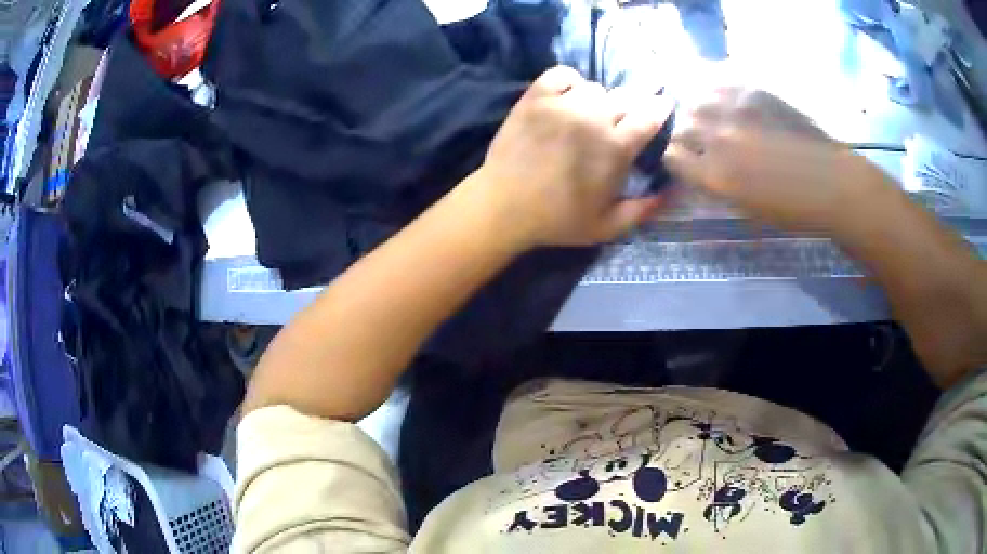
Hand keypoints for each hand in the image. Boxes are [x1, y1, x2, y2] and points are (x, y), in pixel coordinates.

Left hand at [475, 66, 673, 247]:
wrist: (504, 206)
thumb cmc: (558, 219)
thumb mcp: (608, 226)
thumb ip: (643, 210)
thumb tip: (672, 192)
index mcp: (616, 148)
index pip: (649, 116)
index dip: (659, 108)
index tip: (663, 105)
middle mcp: (593, 118)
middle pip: (625, 97)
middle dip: (631, 106)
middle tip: (622, 119)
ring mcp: (562, 104)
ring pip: (595, 87)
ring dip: (599, 100)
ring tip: (590, 114)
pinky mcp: (535, 97)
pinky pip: (562, 74)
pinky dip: (569, 82)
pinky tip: (568, 97)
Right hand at [664, 88, 885, 232]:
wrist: (832, 183)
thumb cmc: (794, 209)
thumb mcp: (748, 209)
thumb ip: (718, 185)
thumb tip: (701, 168)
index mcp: (717, 177)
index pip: (672, 156)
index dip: (674, 156)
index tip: (682, 158)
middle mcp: (720, 139)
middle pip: (681, 125)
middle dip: (684, 132)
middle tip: (698, 137)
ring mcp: (737, 111)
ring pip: (696, 99)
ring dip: (698, 107)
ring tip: (711, 114)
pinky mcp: (754, 93)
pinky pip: (720, 83)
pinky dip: (716, 89)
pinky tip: (727, 99)